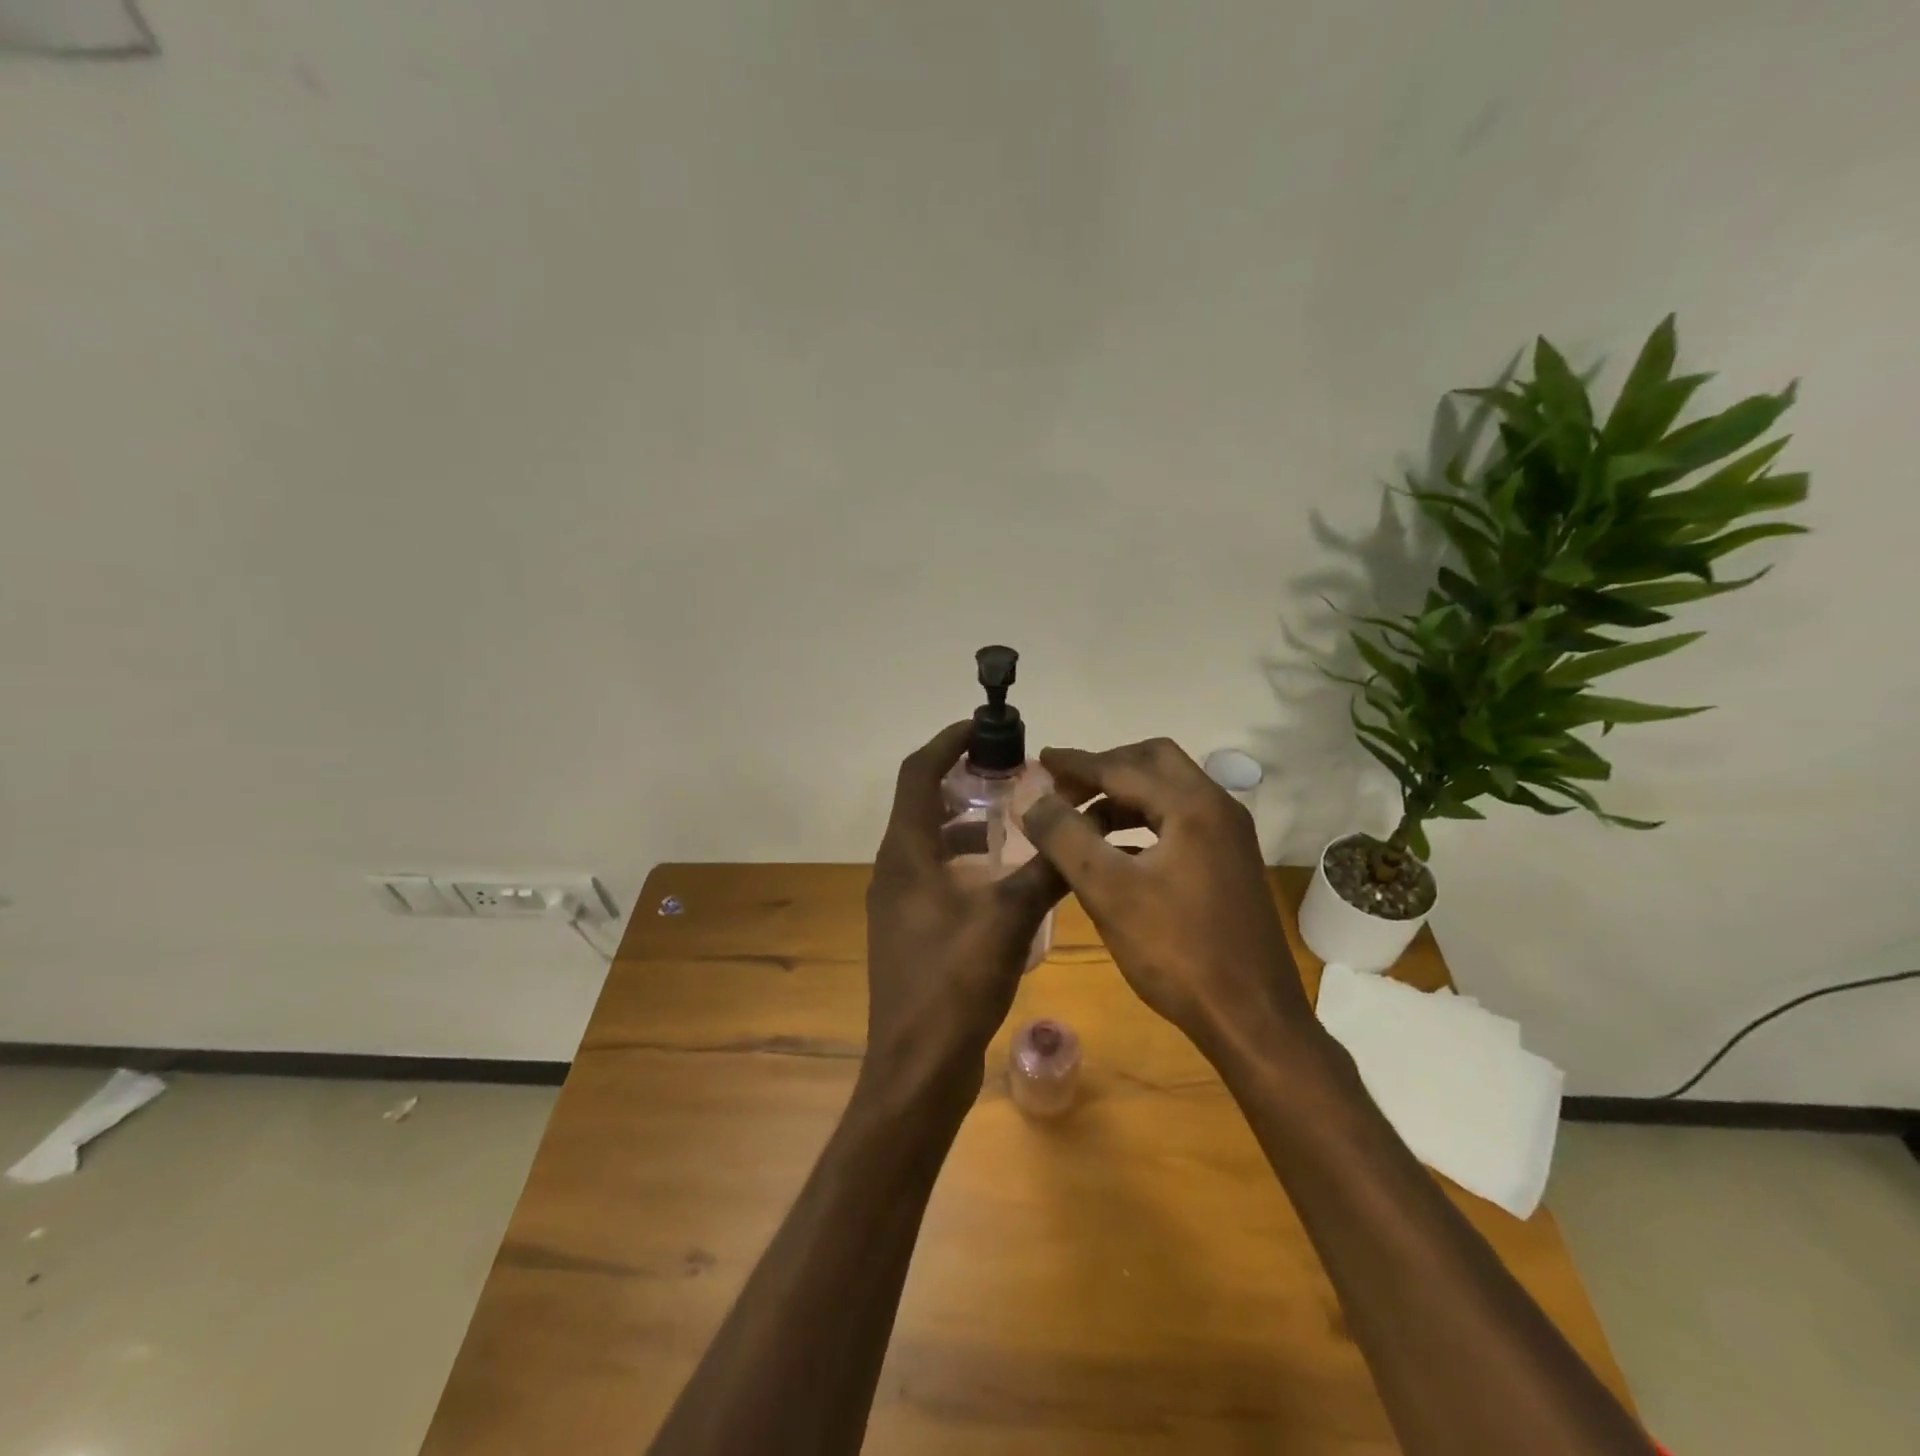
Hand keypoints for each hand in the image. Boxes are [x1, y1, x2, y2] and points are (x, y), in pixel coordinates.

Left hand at [862, 722, 1067, 1112]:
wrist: (917, 1068)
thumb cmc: (954, 982)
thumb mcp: (1009, 917)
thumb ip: (1047, 869)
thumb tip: (1083, 826)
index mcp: (906, 853)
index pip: (918, 773)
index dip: (948, 742)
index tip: (984, 727)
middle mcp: (894, 870)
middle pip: (922, 804)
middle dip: (964, 781)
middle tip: (1013, 774)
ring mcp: (898, 903)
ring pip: (932, 843)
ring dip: (968, 824)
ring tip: (1017, 820)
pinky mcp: (911, 931)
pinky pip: (937, 876)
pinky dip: (967, 863)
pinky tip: (1006, 879)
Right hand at [1020, 738, 1314, 1064]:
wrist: (1252, 1018)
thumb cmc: (1177, 952)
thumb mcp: (1108, 892)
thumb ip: (1065, 837)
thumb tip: (1032, 798)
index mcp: (1193, 806)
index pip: (1122, 767)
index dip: (1076, 763)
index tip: (1039, 760)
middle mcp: (1218, 808)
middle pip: (1154, 763)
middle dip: (1105, 768)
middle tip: (1065, 789)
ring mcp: (1229, 837)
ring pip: (1168, 792)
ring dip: (1123, 796)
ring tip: (1081, 820)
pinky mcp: (1229, 863)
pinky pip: (1179, 821)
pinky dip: (1143, 822)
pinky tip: (1115, 851)